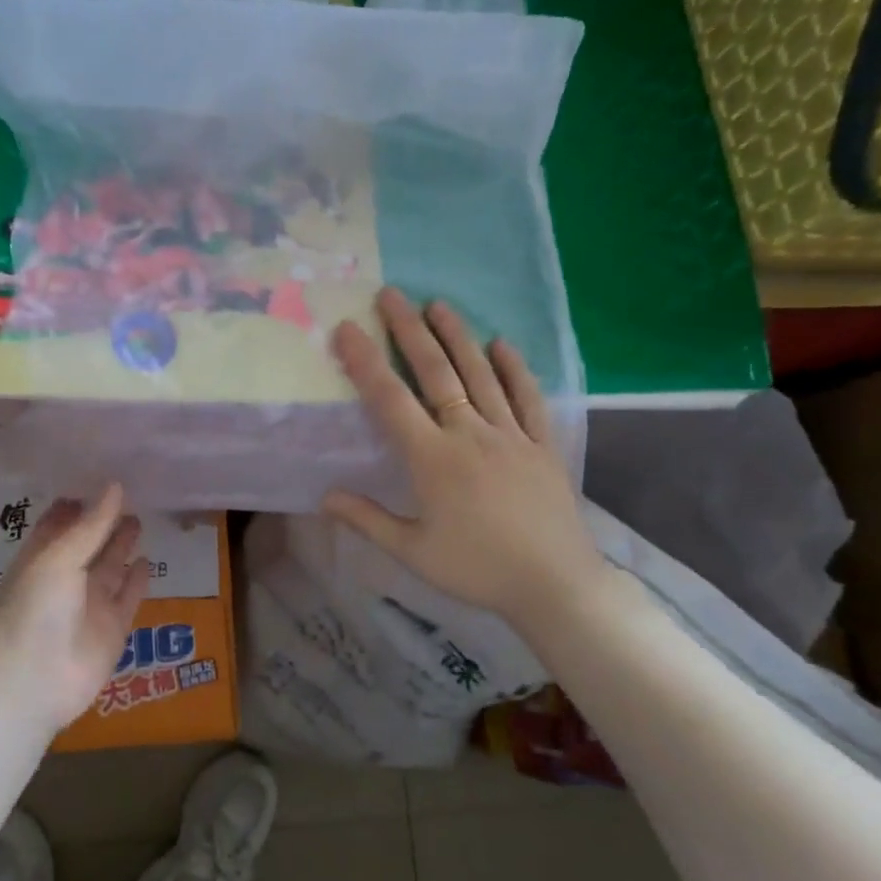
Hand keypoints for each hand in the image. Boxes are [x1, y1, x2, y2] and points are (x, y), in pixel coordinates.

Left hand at [0, 484, 150, 731]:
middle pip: (89, 542)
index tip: (101, 476)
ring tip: (140, 518)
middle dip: (104, 520)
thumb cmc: (36, 610)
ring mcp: (89, 604)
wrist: (34, 683)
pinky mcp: (112, 628)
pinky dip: (137, 580)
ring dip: (122, 545)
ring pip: (110, 567)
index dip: (79, 502)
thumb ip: (91, 525)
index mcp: (41, 558)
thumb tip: (116, 485)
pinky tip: (148, 561)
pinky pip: (128, 598)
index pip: (60, 523)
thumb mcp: (60, 558)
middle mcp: (65, 578)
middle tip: (130, 491)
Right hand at [324, 288, 605, 634]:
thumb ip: (367, 519)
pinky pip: (528, 397)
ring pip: (480, 374)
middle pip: (436, 372)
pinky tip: (502, 343)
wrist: (555, 586)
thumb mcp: (412, 552)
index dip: (365, 362)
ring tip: (438, 304)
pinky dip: (515, 368)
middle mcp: (470, 434)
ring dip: (457, 336)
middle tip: (391, 295)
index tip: (347, 329)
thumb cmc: (476, 569)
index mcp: (432, 459)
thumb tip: (324, 496)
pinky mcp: (543, 444)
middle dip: (409, 330)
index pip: (390, 400)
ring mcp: (511, 435)